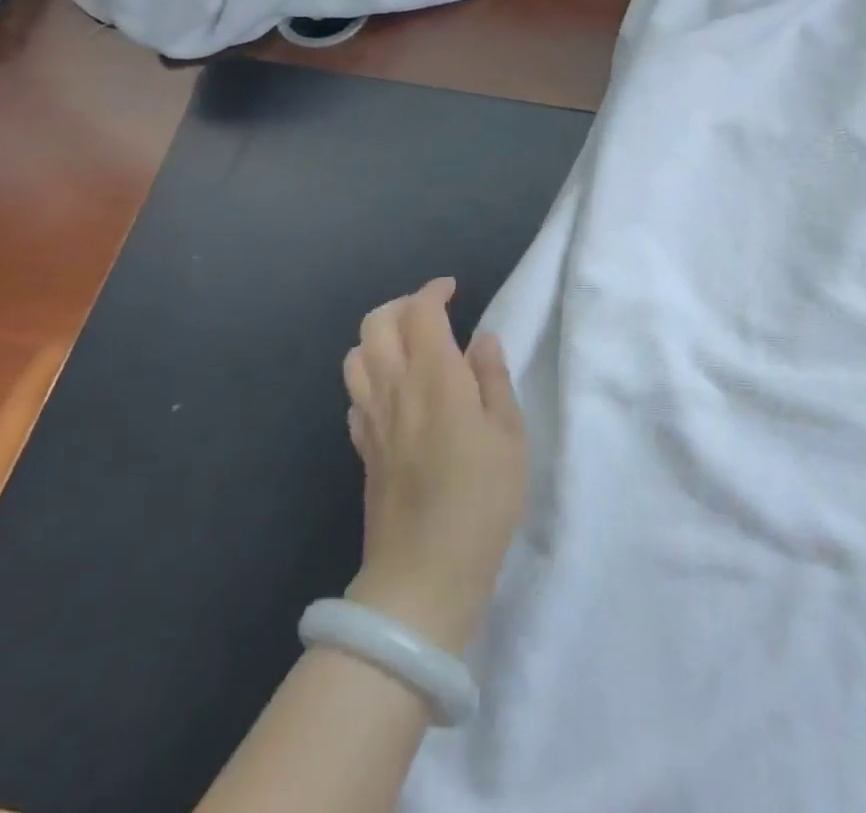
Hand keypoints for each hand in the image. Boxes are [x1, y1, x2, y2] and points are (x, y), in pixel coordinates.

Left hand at [341, 278, 526, 655]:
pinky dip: (371, 378)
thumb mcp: (509, 435)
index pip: (420, 311)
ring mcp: (371, 419)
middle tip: (431, 313)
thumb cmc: (480, 499)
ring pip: (356, 356)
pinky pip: (355, 395)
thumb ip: (493, 379)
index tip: (453, 290)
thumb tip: (481, 340)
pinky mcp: (362, 449)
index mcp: (434, 376)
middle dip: (401, 305)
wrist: (423, 575)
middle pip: (376, 323)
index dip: (434, 291)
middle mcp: (394, 387)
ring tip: (410, 348)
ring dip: (379, 338)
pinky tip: (395, 395)